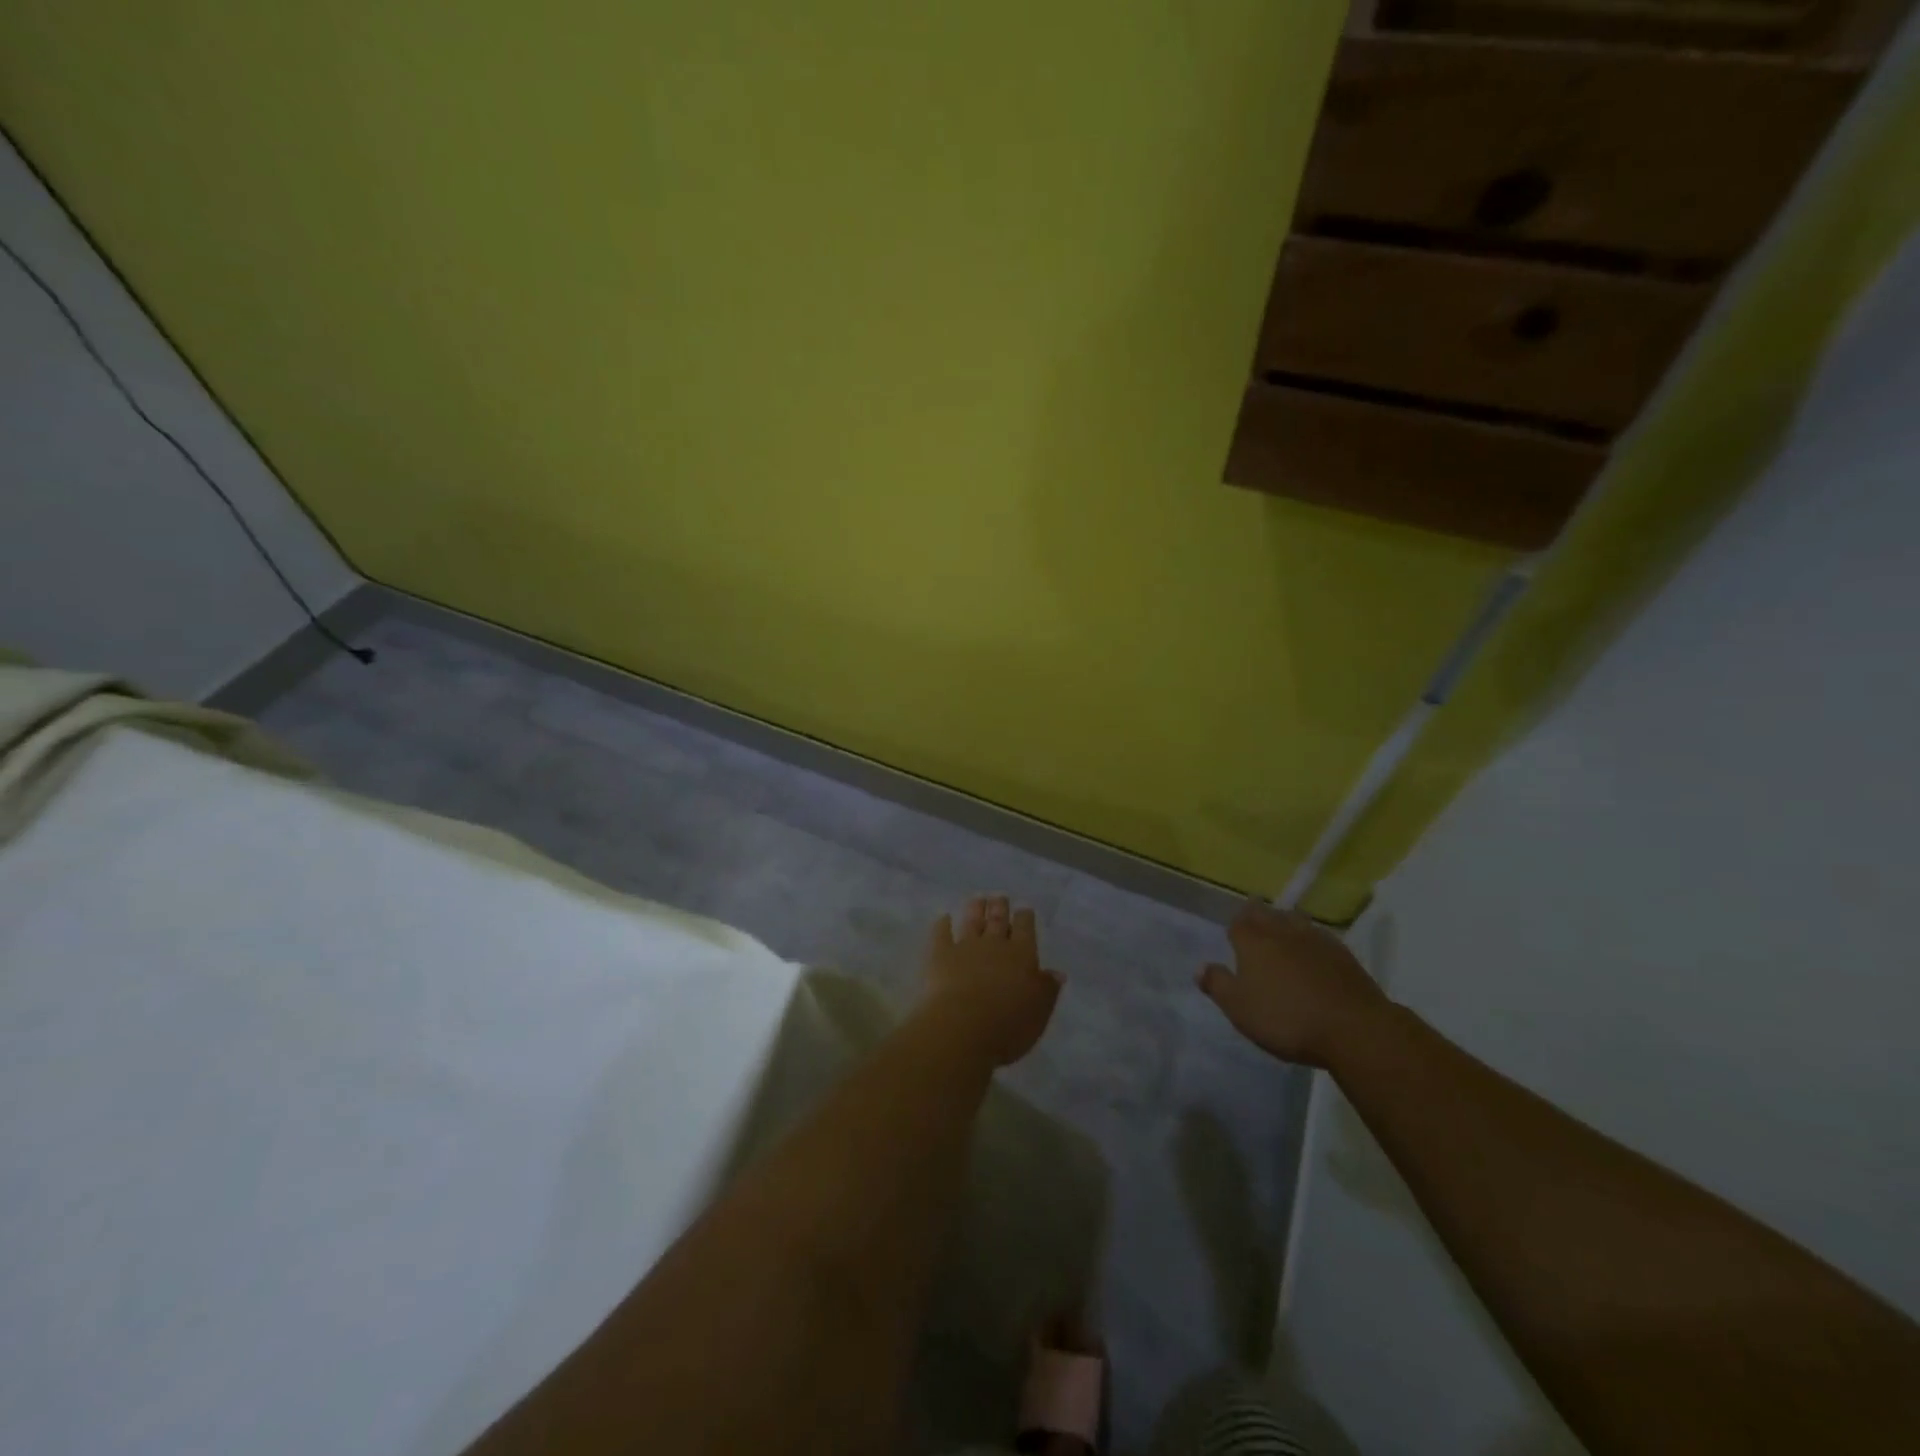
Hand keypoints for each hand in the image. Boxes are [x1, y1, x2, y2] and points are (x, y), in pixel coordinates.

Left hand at [922, 896, 1061, 1066]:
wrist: (961, 1027)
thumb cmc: (1008, 1026)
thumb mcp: (1039, 1012)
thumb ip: (1047, 990)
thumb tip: (1057, 972)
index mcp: (1022, 955)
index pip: (1025, 928)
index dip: (1025, 917)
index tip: (1024, 909)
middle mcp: (994, 944)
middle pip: (998, 920)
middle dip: (1000, 907)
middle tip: (999, 897)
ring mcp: (965, 946)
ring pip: (971, 921)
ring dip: (975, 909)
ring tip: (977, 899)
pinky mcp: (940, 954)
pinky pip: (941, 933)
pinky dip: (942, 924)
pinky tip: (943, 918)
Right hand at [1197, 900, 1387, 1066]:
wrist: (1353, 1029)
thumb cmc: (1286, 1018)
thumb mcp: (1240, 1009)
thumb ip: (1218, 985)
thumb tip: (1200, 967)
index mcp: (1253, 941)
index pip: (1239, 921)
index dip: (1235, 925)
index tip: (1234, 932)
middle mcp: (1282, 931)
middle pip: (1267, 913)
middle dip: (1258, 915)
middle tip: (1255, 921)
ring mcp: (1315, 939)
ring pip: (1295, 919)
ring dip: (1286, 922)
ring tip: (1283, 932)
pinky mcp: (1343, 953)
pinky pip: (1319, 936)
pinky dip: (1311, 940)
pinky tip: (1313, 953)